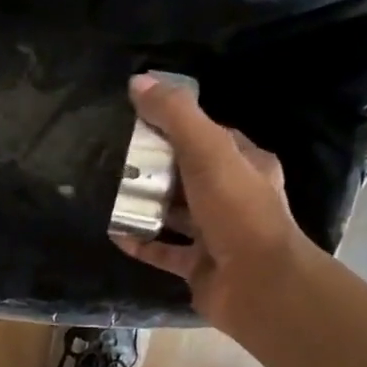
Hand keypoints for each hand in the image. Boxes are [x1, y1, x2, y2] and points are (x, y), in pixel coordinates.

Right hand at [111, 73, 307, 337]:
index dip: (178, 127)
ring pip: (176, 214)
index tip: (140, 122)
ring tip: (110, 194)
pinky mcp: (199, 267)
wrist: (257, 284)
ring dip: (147, 206)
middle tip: (117, 160)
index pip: (210, 137)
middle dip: (157, 168)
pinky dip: (141, 242)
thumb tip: (138, 82)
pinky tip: (114, 233)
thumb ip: (175, 116)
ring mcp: (217, 236)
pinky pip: (164, 250)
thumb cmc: (237, 211)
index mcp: (246, 165)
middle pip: (189, 176)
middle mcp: (234, 198)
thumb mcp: (207, 152)